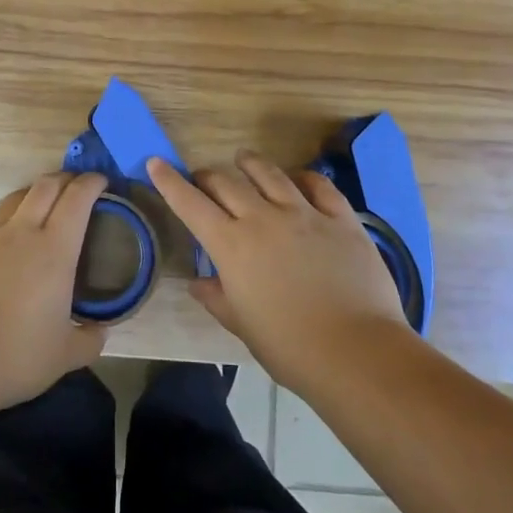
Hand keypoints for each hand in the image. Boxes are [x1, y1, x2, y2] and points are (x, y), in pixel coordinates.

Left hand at [0, 172, 107, 410]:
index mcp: (54, 249)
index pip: (76, 199)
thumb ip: (89, 339)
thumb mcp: (66, 355)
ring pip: (13, 199)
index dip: (91, 183)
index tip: (102, 181)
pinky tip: (7, 246)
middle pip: (44, 186)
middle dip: (64, 179)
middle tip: (76, 186)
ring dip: (32, 193)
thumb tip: (100, 332)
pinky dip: (6, 224)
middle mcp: (21, 233)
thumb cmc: (16, 355)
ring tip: (42, 204)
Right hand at [148, 152, 407, 394]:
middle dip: (208, 176)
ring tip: (243, 160)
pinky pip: (319, 186)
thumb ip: (217, 298)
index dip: (170, 182)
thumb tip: (198, 283)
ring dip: (250, 164)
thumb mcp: (242, 326)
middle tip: (203, 179)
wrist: (356, 352)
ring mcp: (304, 214)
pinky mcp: (340, 218)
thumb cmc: (290, 347)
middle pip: (227, 182)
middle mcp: (263, 219)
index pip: (191, 204)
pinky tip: (298, 179)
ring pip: (270, 173)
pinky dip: (303, 177)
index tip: (156, 163)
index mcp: (232, 246)